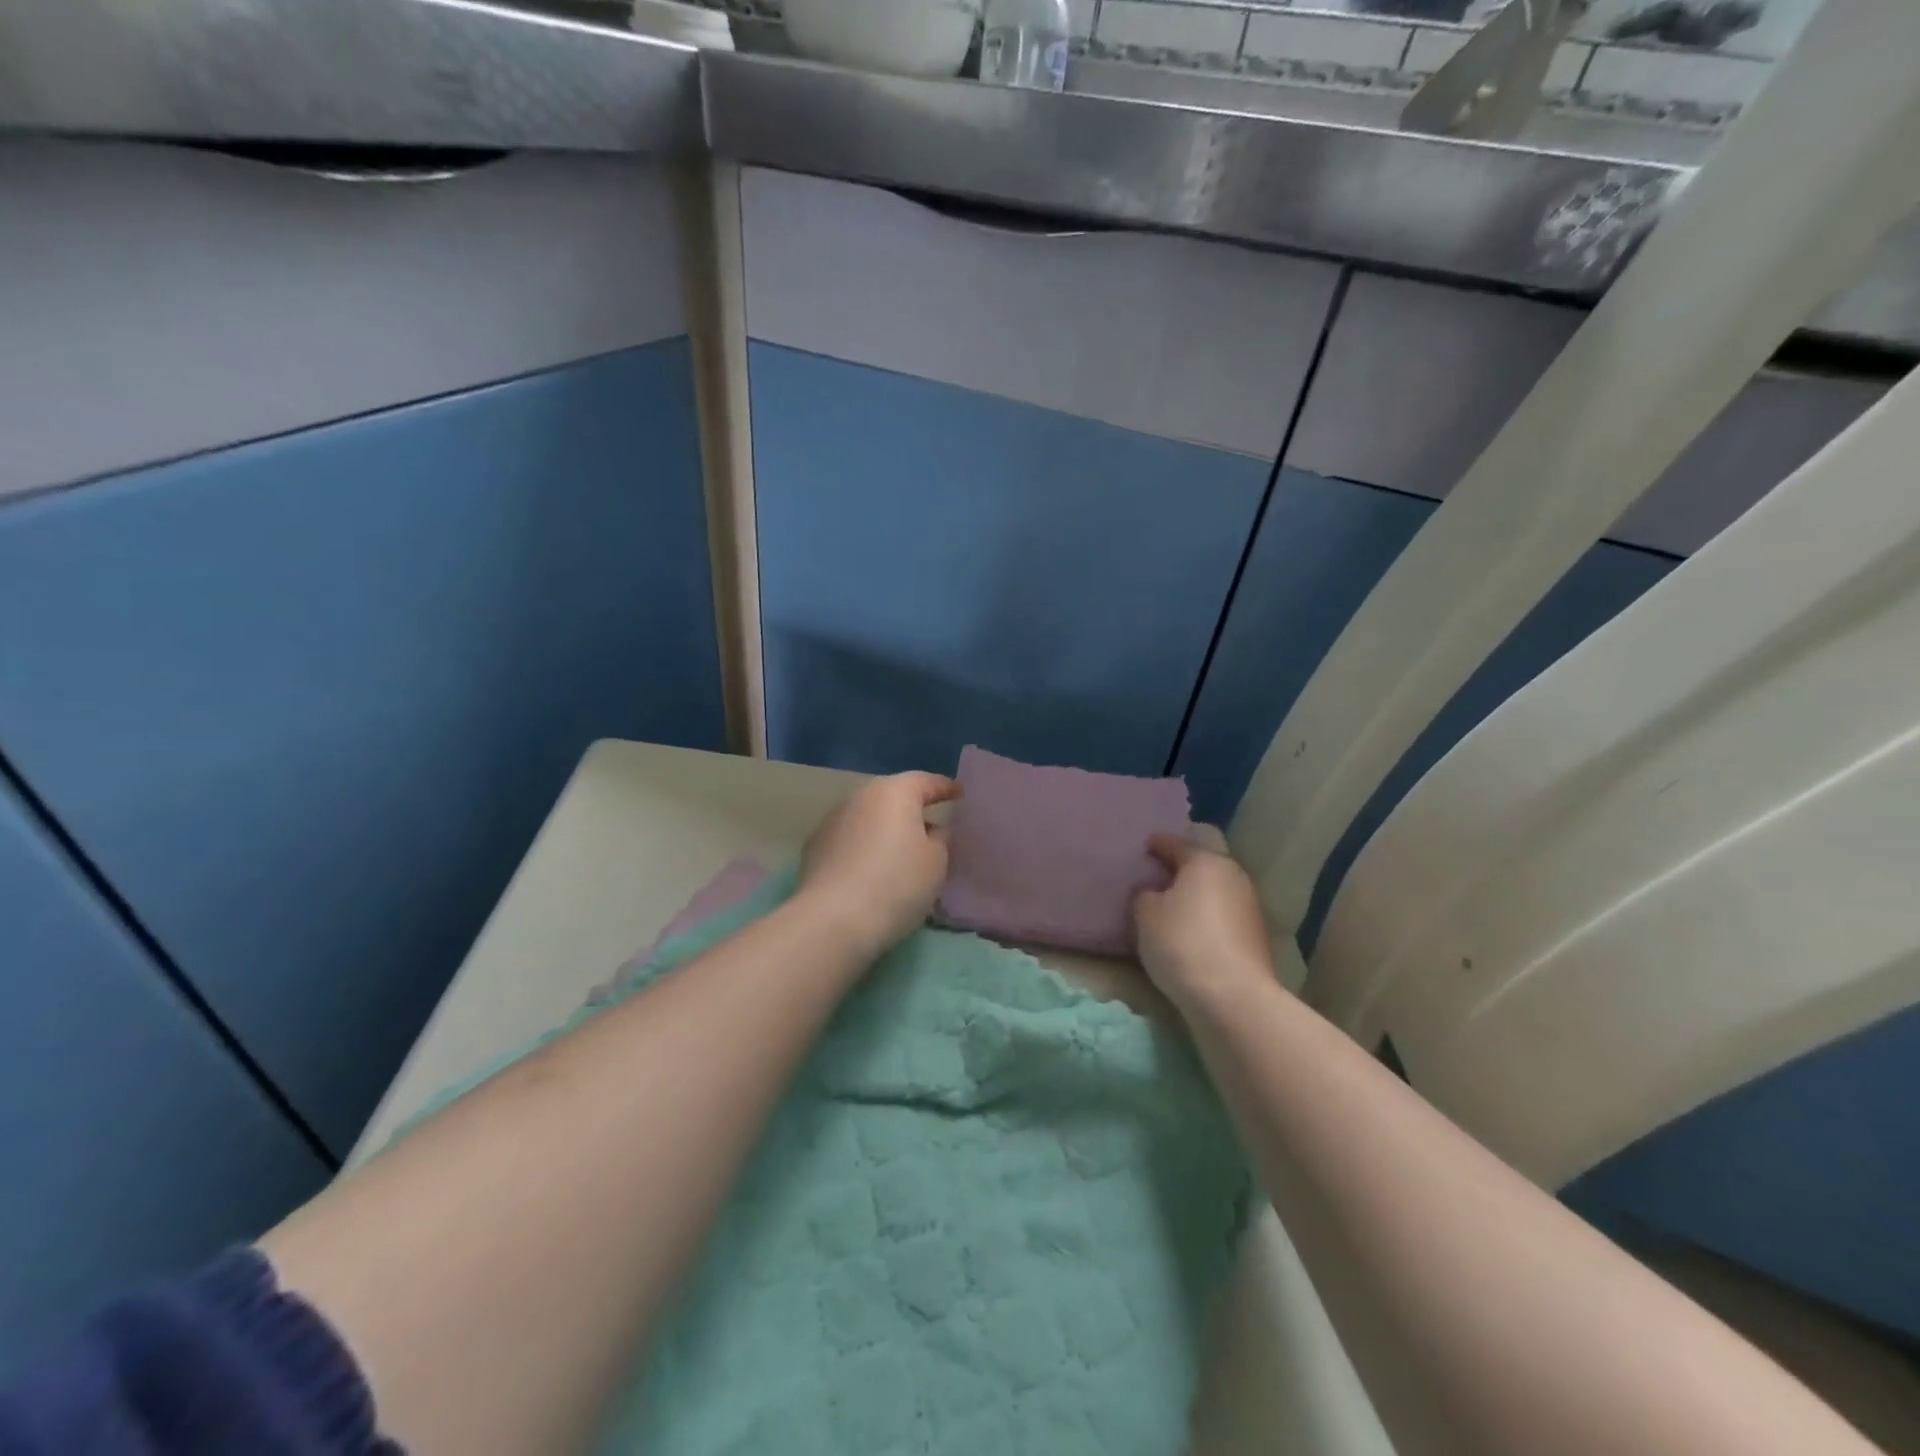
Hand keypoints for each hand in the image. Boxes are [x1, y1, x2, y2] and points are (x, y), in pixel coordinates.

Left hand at [798, 772, 960, 957]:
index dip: (945, 788)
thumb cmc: (896, 884)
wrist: (832, 920)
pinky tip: (871, 868)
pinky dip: (864, 847)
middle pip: (893, 796)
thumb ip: (940, 839)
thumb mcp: (936, 863)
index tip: (959, 794)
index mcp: (895, 791)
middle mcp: (860, 796)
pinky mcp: (814, 847)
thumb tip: (932, 830)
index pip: (926, 782)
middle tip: (932, 826)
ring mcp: (832, 820)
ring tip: (902, 851)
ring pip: (868, 817)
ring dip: (885, 829)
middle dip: (912, 809)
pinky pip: (850, 839)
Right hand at [1133, 833, 1276, 1012]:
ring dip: (1196, 896)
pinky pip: (1223, 917)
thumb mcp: (1145, 914)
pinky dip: (1208, 918)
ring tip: (1173, 906)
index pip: (1176, 844)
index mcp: (1206, 862)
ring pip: (1215, 892)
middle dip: (1181, 870)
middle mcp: (1233, 876)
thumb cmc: (1182, 942)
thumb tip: (1153, 893)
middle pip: (1202, 866)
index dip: (1157, 845)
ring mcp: (1250, 907)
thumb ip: (1145, 895)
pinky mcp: (1256, 937)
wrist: (1232, 996)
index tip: (1145, 846)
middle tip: (1157, 876)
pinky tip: (1193, 931)